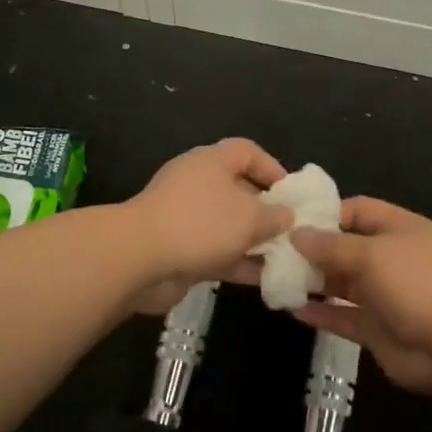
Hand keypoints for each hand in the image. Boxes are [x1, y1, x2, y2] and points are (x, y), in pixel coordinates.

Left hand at [124, 139, 290, 313]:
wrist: (139, 258)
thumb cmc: (200, 223)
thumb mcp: (249, 217)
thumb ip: (274, 216)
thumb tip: (287, 215)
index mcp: (212, 161)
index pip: (247, 152)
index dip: (272, 168)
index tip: (292, 194)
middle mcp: (198, 182)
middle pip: (239, 189)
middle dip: (266, 211)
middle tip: (292, 231)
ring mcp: (186, 216)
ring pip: (228, 224)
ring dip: (254, 241)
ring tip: (284, 258)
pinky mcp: (179, 247)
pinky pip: (216, 250)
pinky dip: (238, 261)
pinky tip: (263, 279)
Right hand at [291, 197, 431, 393]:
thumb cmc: (416, 285)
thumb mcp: (372, 255)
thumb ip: (331, 245)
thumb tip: (296, 234)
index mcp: (400, 228)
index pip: (358, 210)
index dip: (327, 213)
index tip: (292, 219)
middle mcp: (391, 257)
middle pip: (346, 246)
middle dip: (314, 249)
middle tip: (275, 251)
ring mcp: (385, 294)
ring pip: (342, 282)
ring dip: (314, 281)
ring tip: (277, 278)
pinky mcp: (377, 327)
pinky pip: (343, 315)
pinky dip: (321, 313)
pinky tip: (293, 309)